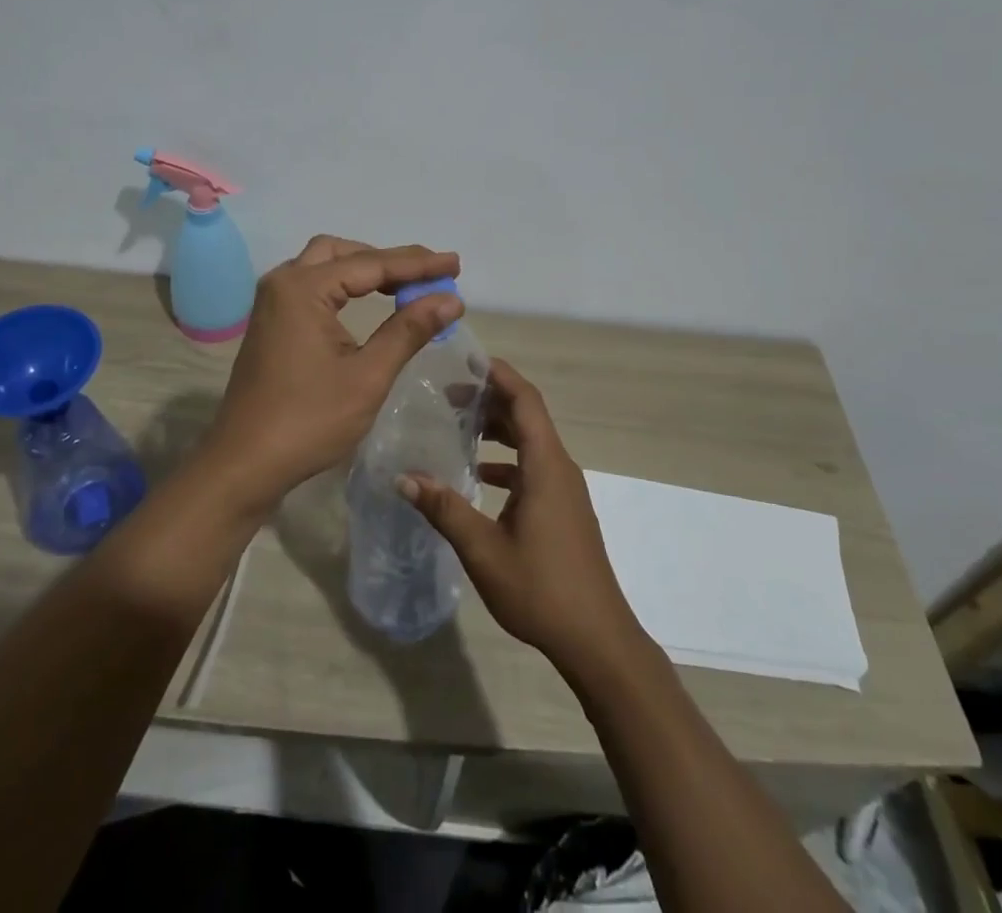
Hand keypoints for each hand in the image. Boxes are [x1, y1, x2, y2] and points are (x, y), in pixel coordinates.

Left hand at [206, 235, 462, 508]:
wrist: (245, 463)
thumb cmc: (309, 421)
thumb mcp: (368, 376)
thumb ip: (409, 330)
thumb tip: (450, 298)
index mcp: (303, 289)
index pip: (371, 264)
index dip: (417, 264)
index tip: (455, 264)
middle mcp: (282, 282)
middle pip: (343, 252)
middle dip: (389, 260)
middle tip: (430, 275)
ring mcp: (271, 302)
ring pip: (324, 264)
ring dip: (365, 269)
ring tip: (406, 285)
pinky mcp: (270, 321)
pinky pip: (312, 285)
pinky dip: (344, 284)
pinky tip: (367, 301)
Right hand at [400, 359, 644, 675]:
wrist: (597, 640)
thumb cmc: (541, 589)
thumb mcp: (483, 549)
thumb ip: (444, 508)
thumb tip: (404, 477)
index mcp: (546, 465)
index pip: (525, 399)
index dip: (499, 375)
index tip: (466, 360)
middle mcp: (559, 467)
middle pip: (527, 415)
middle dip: (490, 399)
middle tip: (447, 394)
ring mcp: (565, 489)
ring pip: (531, 441)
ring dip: (498, 429)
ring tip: (458, 426)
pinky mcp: (564, 509)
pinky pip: (534, 467)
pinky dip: (507, 460)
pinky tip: (479, 477)